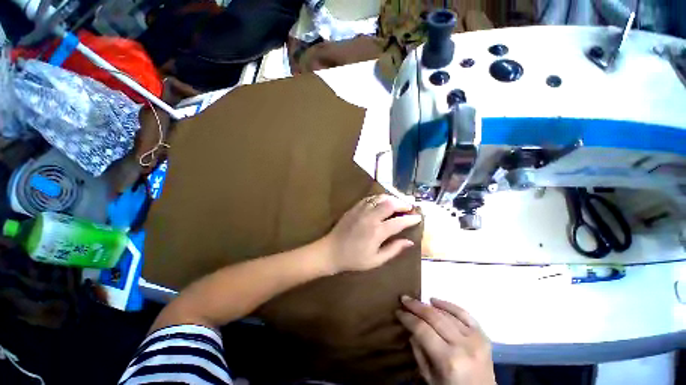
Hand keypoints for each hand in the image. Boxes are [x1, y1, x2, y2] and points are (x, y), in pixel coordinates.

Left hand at [322, 194, 421, 272]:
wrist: (331, 251)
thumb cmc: (354, 259)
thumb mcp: (376, 260)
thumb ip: (393, 249)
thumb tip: (409, 242)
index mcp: (377, 232)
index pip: (399, 222)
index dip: (411, 219)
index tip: (418, 217)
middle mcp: (371, 217)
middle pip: (390, 204)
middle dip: (402, 204)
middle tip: (408, 208)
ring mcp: (361, 210)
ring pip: (380, 198)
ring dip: (391, 199)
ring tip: (397, 203)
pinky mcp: (354, 208)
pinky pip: (369, 198)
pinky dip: (378, 198)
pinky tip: (382, 202)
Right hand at [397, 297, 494, 384]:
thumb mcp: (430, 378)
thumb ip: (419, 352)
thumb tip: (411, 329)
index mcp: (448, 360)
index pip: (422, 330)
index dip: (408, 318)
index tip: (398, 311)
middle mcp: (463, 346)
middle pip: (434, 317)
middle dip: (416, 306)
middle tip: (404, 299)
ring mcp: (475, 339)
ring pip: (447, 314)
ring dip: (429, 305)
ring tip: (417, 301)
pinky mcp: (483, 336)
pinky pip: (464, 314)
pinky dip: (449, 305)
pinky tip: (435, 301)